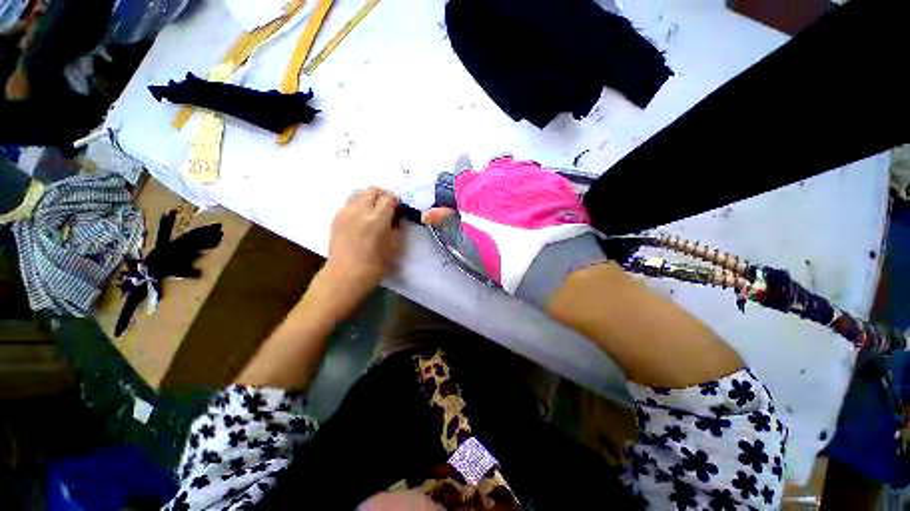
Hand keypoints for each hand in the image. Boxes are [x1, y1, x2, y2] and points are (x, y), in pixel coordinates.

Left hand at [323, 187, 403, 302]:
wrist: (347, 273)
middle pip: (373, 190)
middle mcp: (360, 210)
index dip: (396, 201)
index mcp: (377, 218)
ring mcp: (345, 212)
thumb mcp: (395, 245)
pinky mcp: (336, 216)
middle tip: (387, 208)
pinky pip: (350, 202)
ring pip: (359, 192)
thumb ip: (399, 225)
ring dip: (370, 198)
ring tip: (373, 211)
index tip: (398, 209)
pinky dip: (359, 204)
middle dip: (383, 196)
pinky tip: (361, 218)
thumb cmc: (376, 264)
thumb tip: (398, 215)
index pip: (389, 197)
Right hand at [423, 155, 604, 308]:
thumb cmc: (500, 254)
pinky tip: (538, 199)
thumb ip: (449, 225)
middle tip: (496, 188)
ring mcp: (528, 174)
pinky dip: (535, 182)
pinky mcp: (552, 180)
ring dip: (514, 174)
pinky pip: (539, 173)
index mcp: (475, 189)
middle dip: (492, 170)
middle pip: (492, 160)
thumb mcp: (468, 244)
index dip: (462, 166)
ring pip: (517, 164)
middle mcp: (500, 174)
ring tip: (518, 193)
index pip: (463, 167)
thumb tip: (428, 213)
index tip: (465, 167)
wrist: (547, 260)